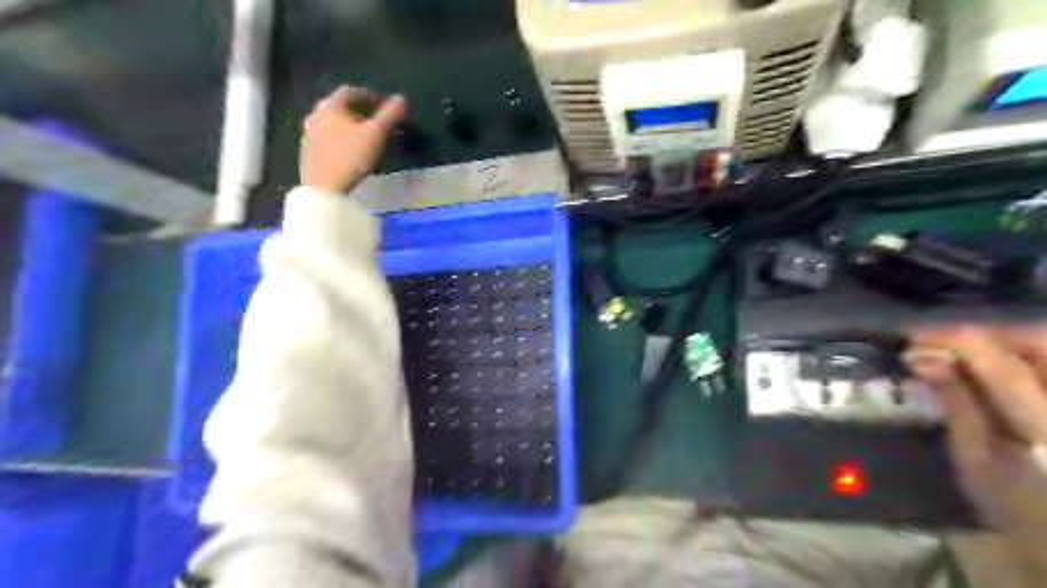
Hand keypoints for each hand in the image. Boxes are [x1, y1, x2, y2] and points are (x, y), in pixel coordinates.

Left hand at [300, 85, 406, 192]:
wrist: (323, 188)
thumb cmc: (351, 157)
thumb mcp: (375, 135)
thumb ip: (389, 115)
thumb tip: (401, 98)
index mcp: (331, 106)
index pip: (350, 92)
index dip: (367, 95)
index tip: (381, 104)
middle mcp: (316, 114)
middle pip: (338, 106)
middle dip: (356, 110)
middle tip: (372, 120)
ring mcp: (309, 133)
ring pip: (330, 122)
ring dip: (346, 124)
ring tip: (361, 136)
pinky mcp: (307, 151)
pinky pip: (325, 136)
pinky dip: (338, 137)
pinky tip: (347, 150)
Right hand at [900, 326, 1046, 533]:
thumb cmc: (1018, 509)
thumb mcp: (975, 461)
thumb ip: (954, 403)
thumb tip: (919, 358)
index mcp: (1046, 428)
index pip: (1002, 367)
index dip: (953, 341)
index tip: (910, 338)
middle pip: (1040, 343)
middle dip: (984, 335)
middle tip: (939, 343)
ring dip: (1005, 342)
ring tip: (964, 352)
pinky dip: (1025, 355)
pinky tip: (996, 365)